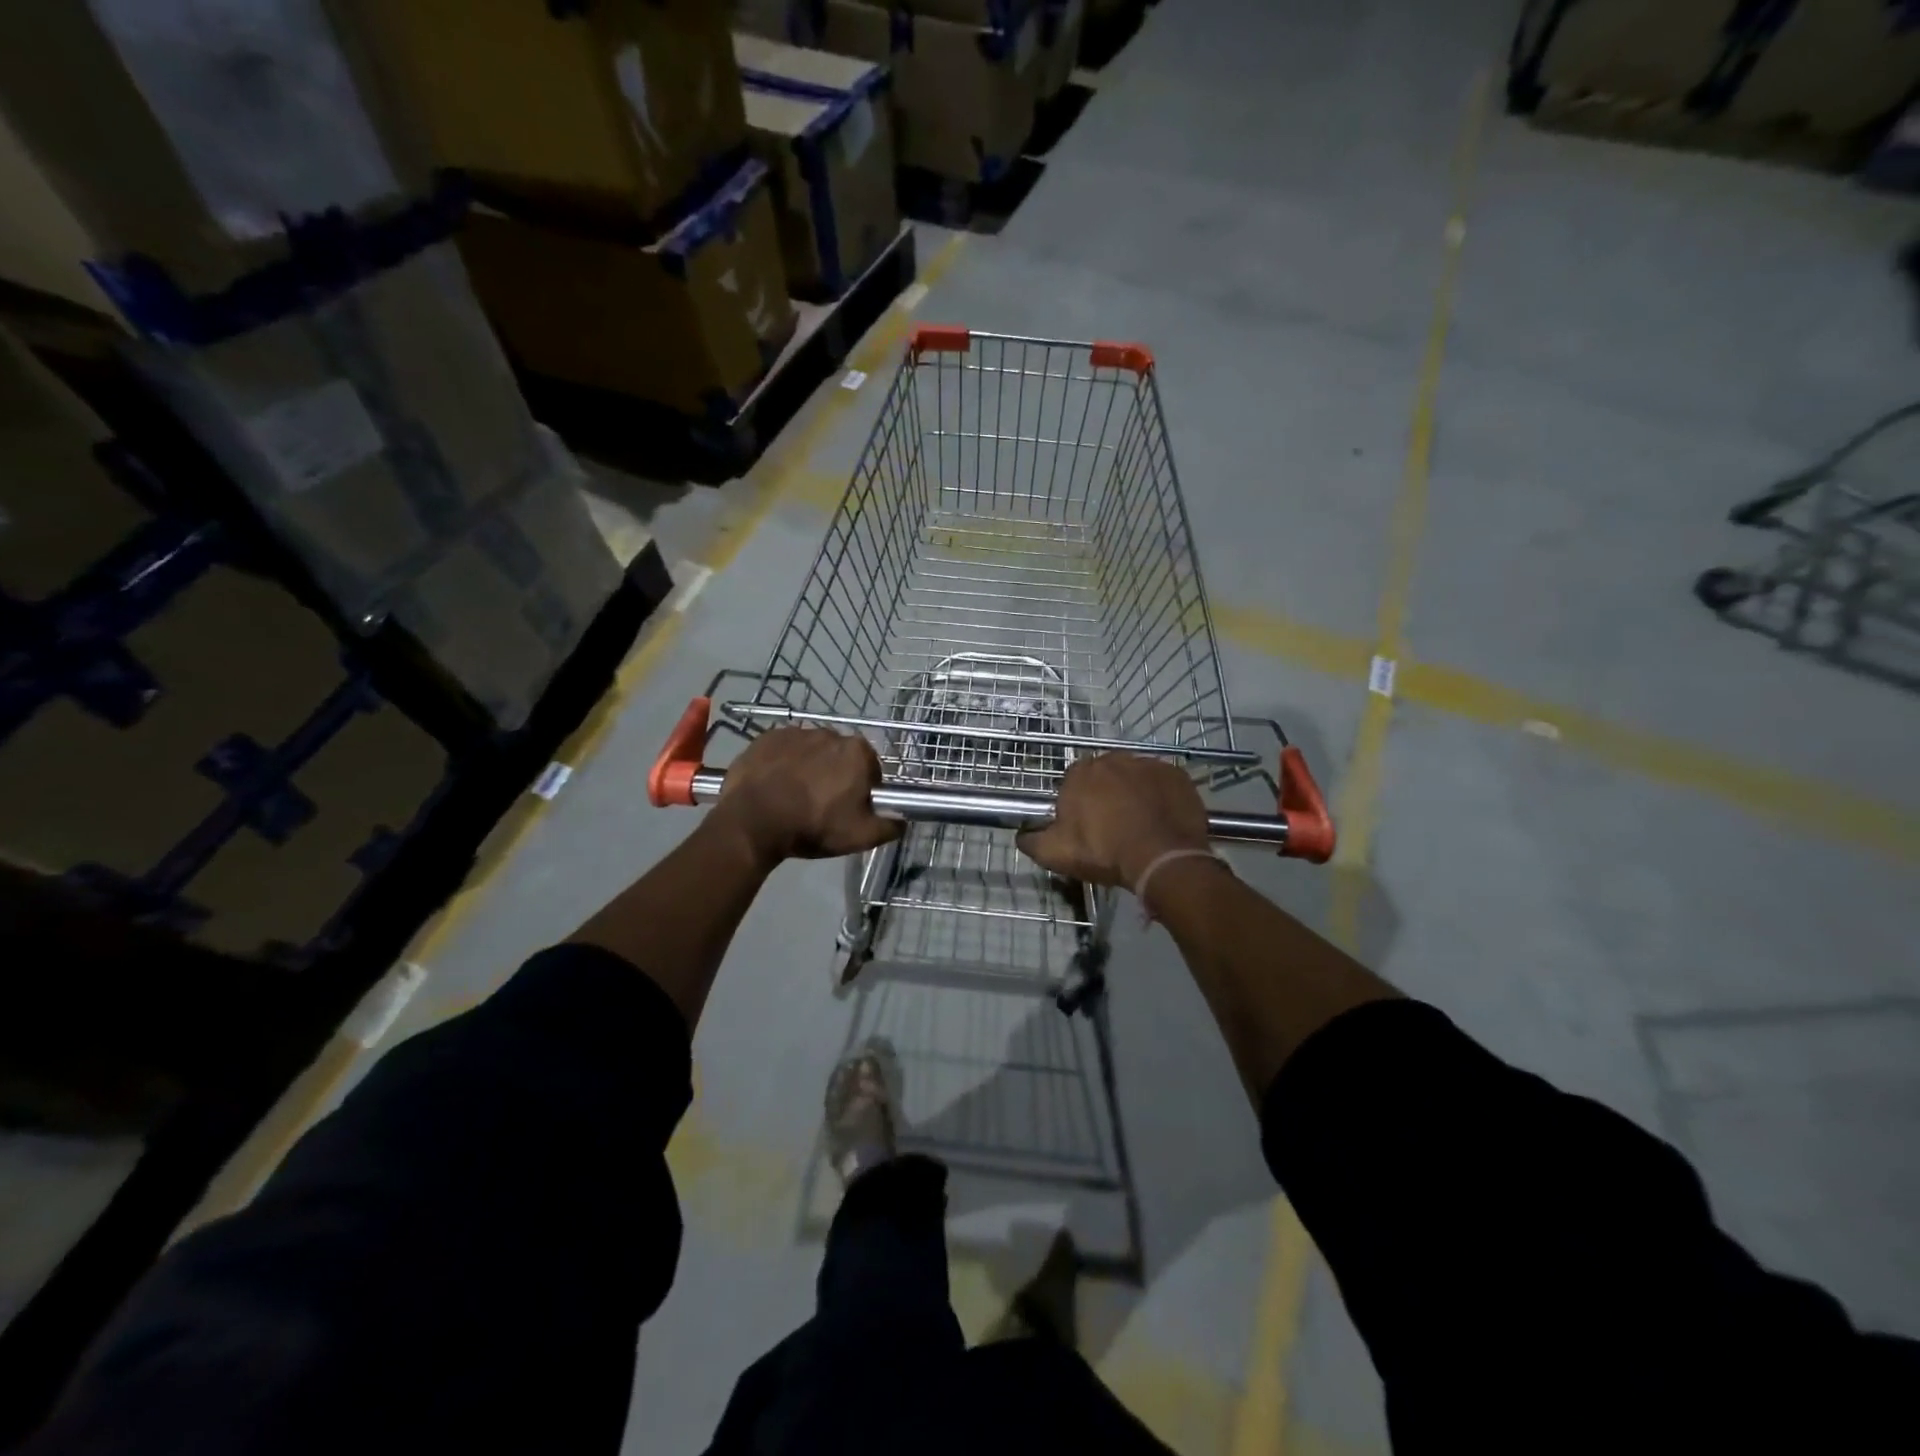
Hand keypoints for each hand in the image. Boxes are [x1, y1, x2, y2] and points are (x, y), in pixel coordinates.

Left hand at [711, 727, 901, 867]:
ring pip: (811, 752)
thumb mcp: (860, 836)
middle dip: (836, 775)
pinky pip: (782, 750)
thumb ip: (890, 826)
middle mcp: (830, 733)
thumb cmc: (813, 826)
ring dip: (808, 768)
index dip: (863, 790)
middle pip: (840, 757)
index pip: (871, 769)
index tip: (850, 809)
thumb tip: (902, 820)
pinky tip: (774, 787)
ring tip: (794, 797)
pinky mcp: (766, 738)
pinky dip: (782, 764)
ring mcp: (795, 732)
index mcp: (857, 752)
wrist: (752, 822)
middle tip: (822, 805)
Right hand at [1016, 753, 1211, 887]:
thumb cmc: (1104, 852)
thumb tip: (1021, 834)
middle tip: (1112, 827)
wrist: (1161, 858)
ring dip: (1134, 794)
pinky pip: (1163, 783)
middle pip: (1105, 776)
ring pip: (1135, 777)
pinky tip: (1161, 819)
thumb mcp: (1055, 854)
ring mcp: (1148, 764)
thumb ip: (1032, 840)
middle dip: (1106, 795)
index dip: (1078, 804)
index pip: (1073, 782)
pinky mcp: (1176, 775)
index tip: (1085, 827)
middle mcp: (1113, 759)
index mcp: (1081, 773)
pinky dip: (1161, 797)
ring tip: (1140, 825)